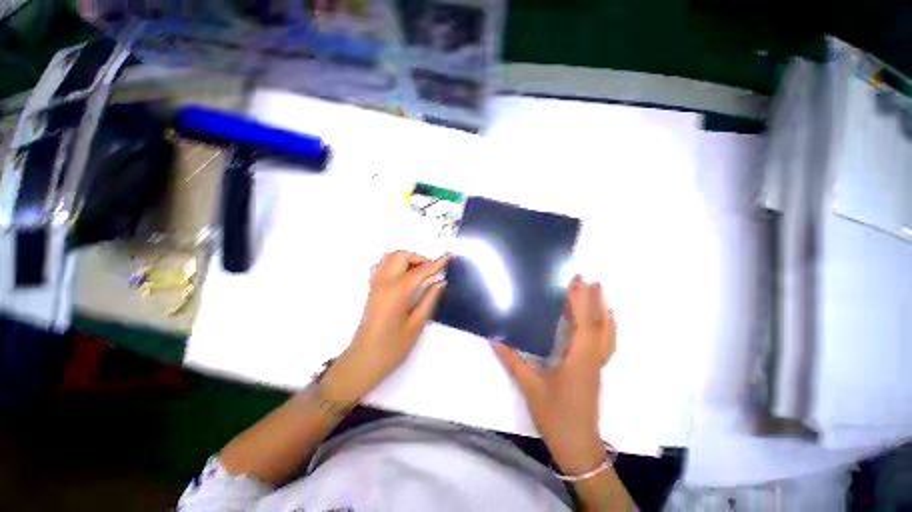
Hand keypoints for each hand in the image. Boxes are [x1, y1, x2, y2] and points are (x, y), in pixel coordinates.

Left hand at [340, 251, 449, 396]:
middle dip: (419, 258)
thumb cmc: (393, 347)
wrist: (364, 361)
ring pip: (390, 258)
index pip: (420, 270)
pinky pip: (382, 266)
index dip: (437, 263)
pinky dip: (395, 264)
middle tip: (432, 271)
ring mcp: (375, 284)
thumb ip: (430, 299)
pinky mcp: (372, 289)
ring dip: (406, 259)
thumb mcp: (417, 324)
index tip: (449, 256)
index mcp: (397, 291)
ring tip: (419, 273)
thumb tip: (440, 281)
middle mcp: (384, 282)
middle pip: (401, 256)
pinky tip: (404, 277)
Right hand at [493, 275, 615, 475]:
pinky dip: (605, 327)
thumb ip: (512, 361)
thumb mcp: (530, 388)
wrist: (579, 448)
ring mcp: (596, 365)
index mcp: (578, 359)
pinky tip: (599, 323)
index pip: (583, 323)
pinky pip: (605, 343)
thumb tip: (494, 339)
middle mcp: (592, 358)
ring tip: (599, 294)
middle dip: (596, 300)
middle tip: (591, 280)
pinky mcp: (595, 371)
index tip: (578, 281)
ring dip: (603, 312)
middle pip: (600, 325)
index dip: (581, 301)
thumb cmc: (556, 416)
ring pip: (607, 334)